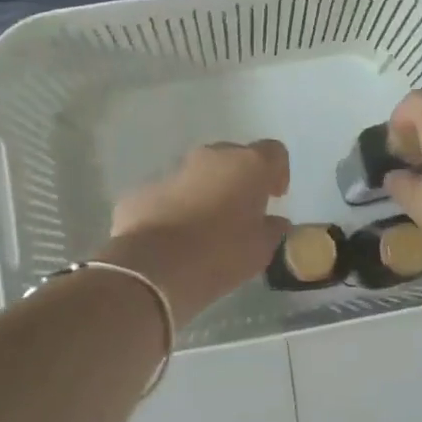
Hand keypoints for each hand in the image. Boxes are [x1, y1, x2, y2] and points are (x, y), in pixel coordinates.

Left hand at [104, 140, 290, 325]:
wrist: (154, 268)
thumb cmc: (220, 255)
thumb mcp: (261, 249)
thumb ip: (272, 230)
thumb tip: (274, 222)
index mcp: (247, 165)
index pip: (273, 152)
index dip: (277, 172)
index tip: (274, 197)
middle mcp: (211, 157)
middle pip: (233, 158)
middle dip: (239, 180)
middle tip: (241, 212)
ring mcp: (173, 170)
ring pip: (198, 174)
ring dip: (206, 192)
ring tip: (205, 228)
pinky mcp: (143, 189)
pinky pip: (169, 193)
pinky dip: (176, 207)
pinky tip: (174, 237)